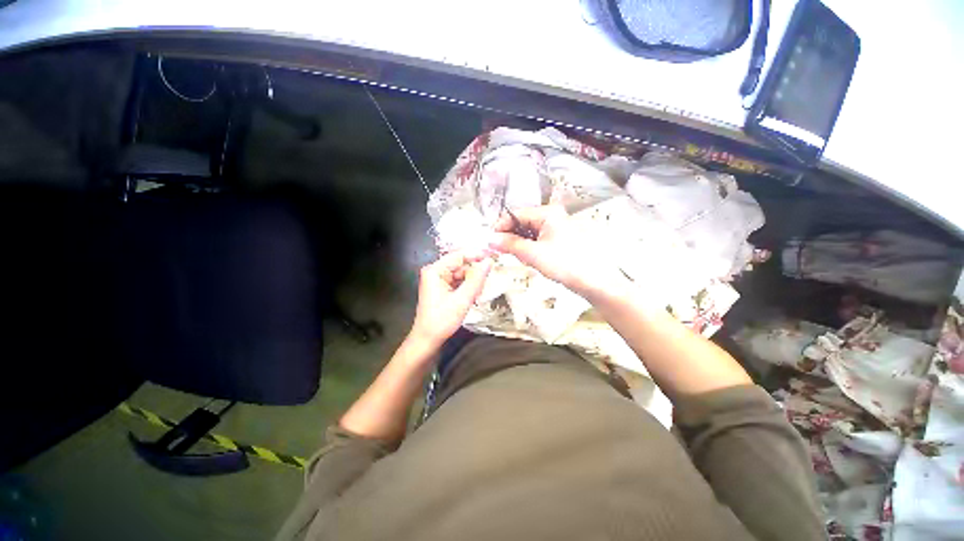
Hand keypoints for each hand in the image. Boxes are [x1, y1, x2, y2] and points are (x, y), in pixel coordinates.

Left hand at [409, 251, 492, 347]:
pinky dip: (468, 285)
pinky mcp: (442, 288)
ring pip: (461, 273)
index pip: (459, 255)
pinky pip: (458, 281)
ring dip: (473, 279)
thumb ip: (476, 279)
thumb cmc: (441, 321)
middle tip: (491, 276)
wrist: (427, 340)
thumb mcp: (462, 299)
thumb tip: (489, 262)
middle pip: (460, 264)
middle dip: (475, 270)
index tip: (494, 256)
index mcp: (435, 270)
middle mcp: (435, 271)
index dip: (477, 255)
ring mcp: (438, 280)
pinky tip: (475, 293)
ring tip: (483, 288)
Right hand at [489, 205, 625, 299]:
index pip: (516, 214)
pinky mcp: (556, 240)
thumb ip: (510, 244)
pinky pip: (535, 240)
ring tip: (513, 255)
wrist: (594, 282)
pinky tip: (526, 257)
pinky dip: (527, 248)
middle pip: (521, 222)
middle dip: (508, 236)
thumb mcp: (534, 254)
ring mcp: (554, 228)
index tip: (488, 239)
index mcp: (547, 213)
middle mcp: (551, 217)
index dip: (500, 226)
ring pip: (527, 232)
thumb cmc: (567, 264)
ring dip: (517, 243)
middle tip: (497, 250)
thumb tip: (490, 239)